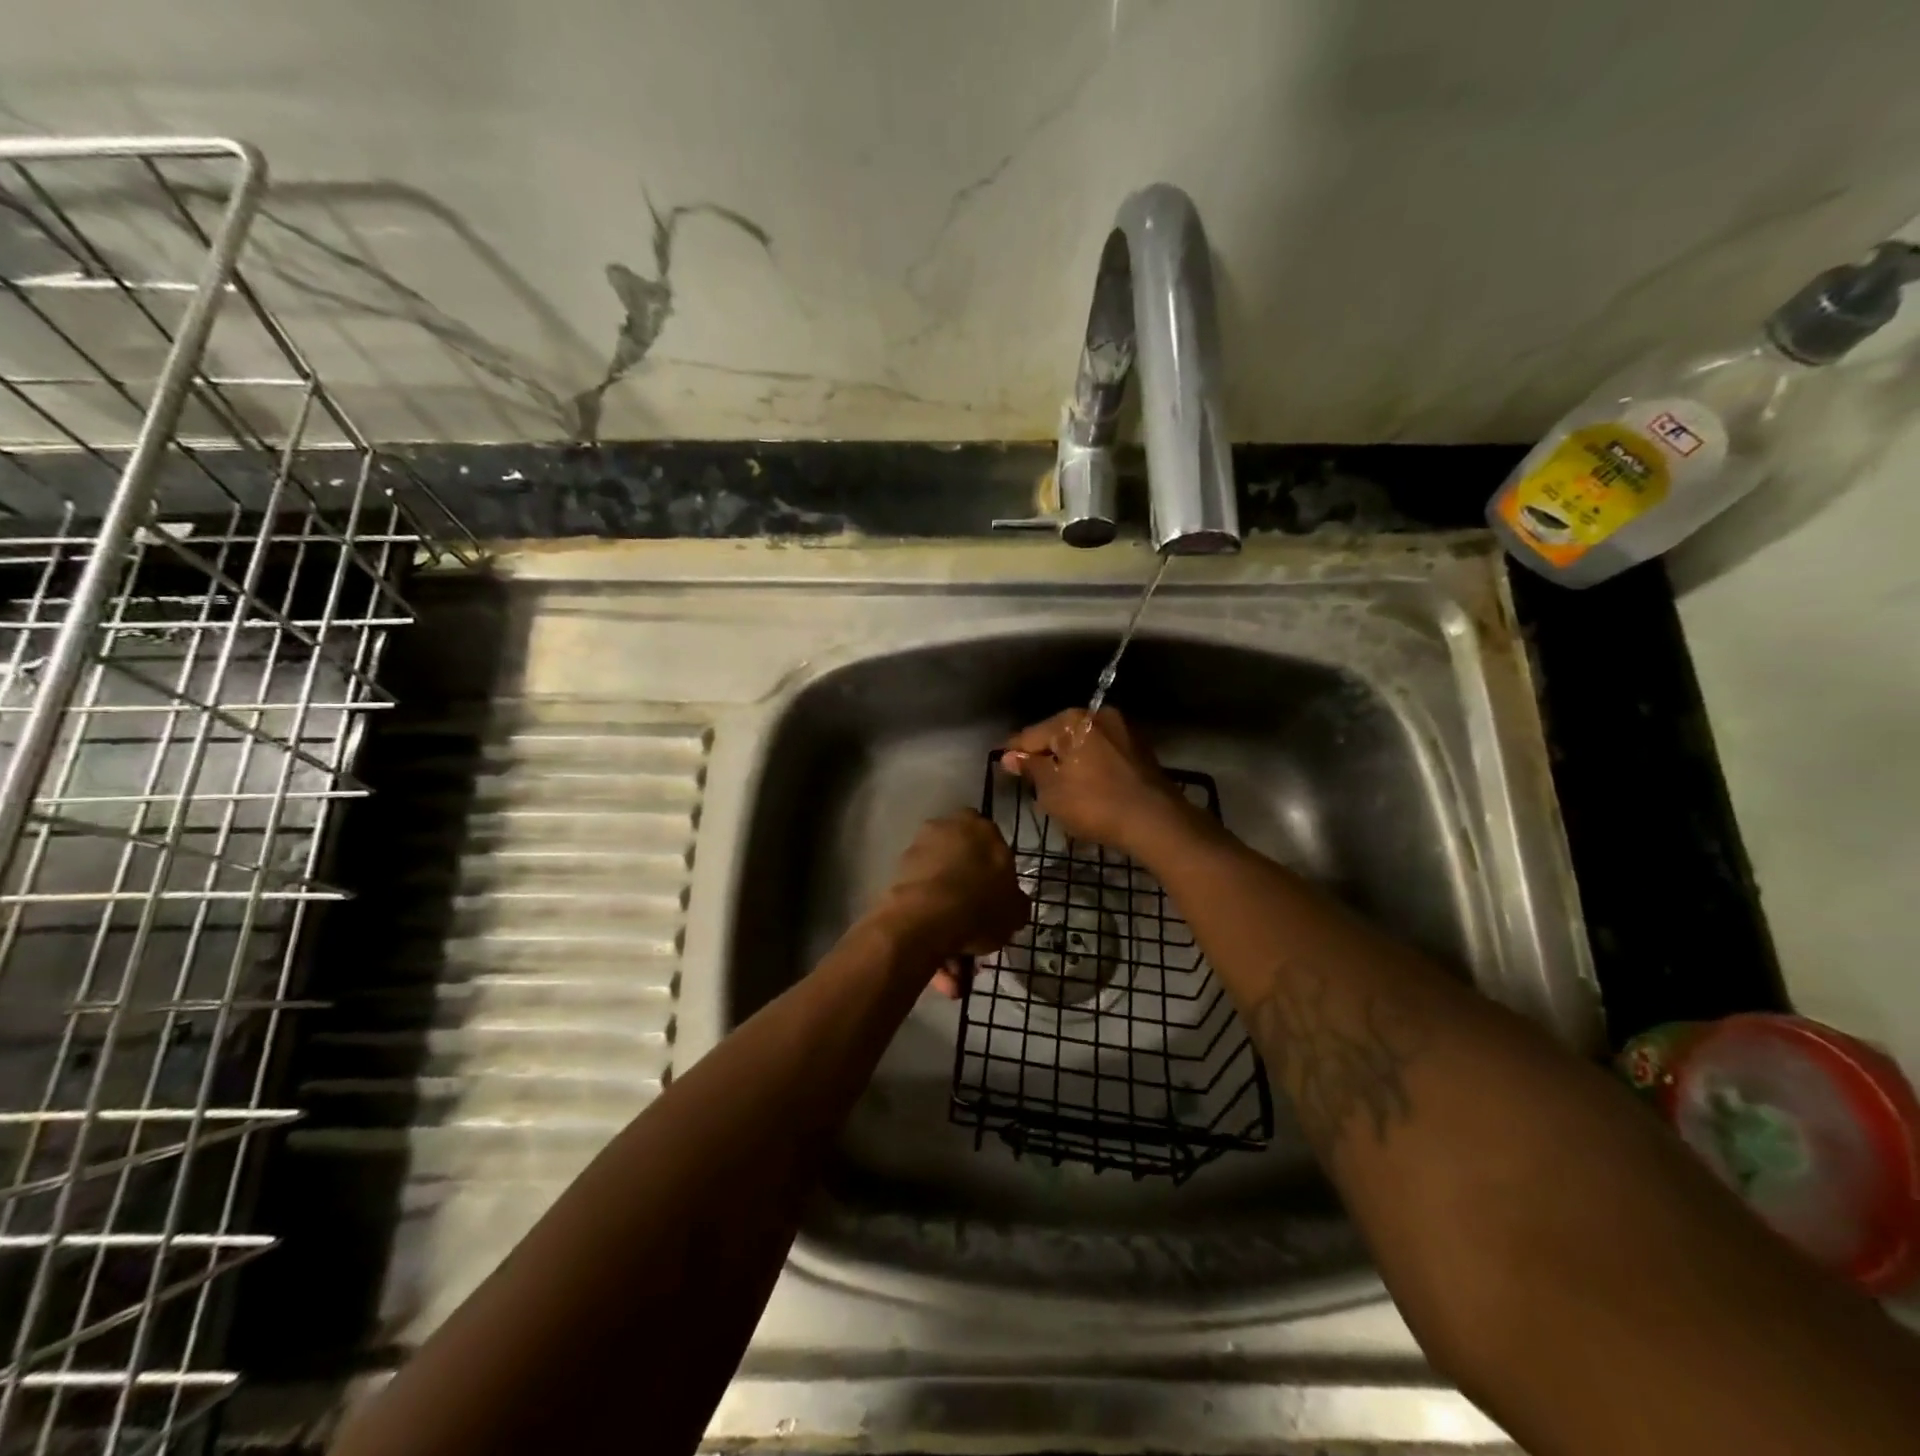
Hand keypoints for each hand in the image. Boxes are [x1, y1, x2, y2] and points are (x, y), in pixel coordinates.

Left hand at [871, 811, 1028, 976]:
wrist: (926, 919)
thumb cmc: (980, 904)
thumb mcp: (1015, 909)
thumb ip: (1015, 902)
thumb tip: (1013, 904)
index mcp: (979, 828)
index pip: (992, 845)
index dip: (995, 875)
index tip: (997, 902)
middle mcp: (945, 830)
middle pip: (962, 870)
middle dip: (968, 908)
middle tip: (977, 942)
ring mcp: (916, 853)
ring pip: (939, 895)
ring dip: (948, 933)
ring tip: (956, 975)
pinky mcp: (895, 878)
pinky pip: (920, 909)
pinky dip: (929, 936)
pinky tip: (941, 973)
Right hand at [1001, 708, 1193, 855]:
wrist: (1156, 821)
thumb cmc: (1094, 804)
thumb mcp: (1052, 790)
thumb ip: (1031, 769)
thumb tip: (1009, 756)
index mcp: (1073, 720)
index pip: (1031, 734)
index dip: (1014, 752)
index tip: (1002, 765)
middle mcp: (1099, 716)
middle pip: (1059, 736)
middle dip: (1044, 756)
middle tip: (1030, 781)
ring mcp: (1123, 732)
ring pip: (1083, 745)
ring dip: (1069, 763)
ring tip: (1057, 789)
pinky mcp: (1140, 751)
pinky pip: (1103, 756)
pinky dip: (1091, 768)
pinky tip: (1085, 788)